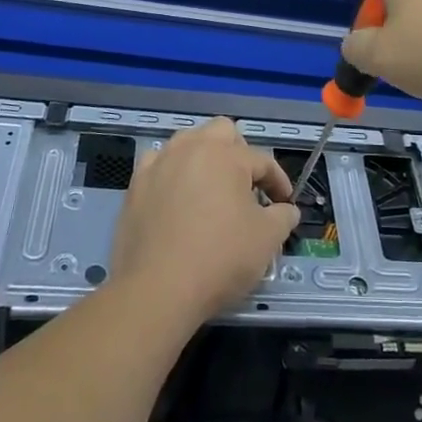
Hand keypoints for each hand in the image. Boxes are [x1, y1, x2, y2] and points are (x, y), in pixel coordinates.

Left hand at [109, 118, 300, 331]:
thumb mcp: (266, 240)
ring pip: (187, 141)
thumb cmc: (219, 259)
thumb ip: (282, 217)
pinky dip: (172, 172)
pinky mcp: (136, 184)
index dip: (278, 181)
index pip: (261, 160)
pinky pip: (159, 163)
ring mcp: (160, 163)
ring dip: (205, 156)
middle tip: (246, 184)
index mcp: (226, 156)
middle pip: (222, 131)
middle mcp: (191, 148)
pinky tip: (177, 195)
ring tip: (212, 187)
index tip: (283, 203)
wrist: (157, 289)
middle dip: (240, 152)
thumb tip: (286, 210)